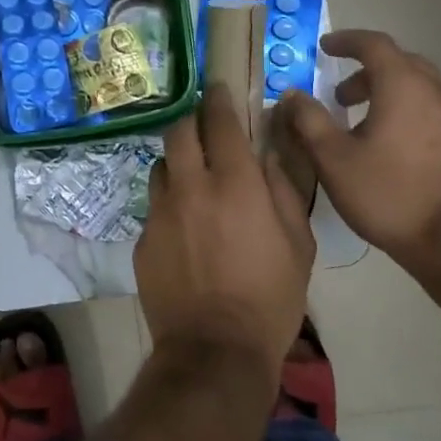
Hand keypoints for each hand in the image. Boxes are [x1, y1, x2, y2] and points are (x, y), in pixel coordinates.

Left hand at [135, 84, 316, 385]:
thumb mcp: (298, 244)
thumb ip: (283, 190)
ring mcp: (160, 213)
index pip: (220, 122)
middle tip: (205, 131)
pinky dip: (169, 205)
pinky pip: (154, 207)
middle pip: (178, 132)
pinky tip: (183, 229)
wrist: (215, 350)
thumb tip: (269, 155)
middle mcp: (190, 188)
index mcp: (234, 184)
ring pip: (161, 166)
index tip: (218, 90)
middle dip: (192, 122)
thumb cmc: (270, 298)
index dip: (218, 99)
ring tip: (193, 181)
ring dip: (177, 163)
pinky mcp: (142, 240)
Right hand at [277, 29, 440, 259]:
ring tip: (366, 123)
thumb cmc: (388, 194)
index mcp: (403, 85)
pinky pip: (436, 110)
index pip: (374, 44)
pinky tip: (397, 146)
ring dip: (390, 92)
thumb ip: (309, 120)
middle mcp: (437, 90)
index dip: (346, 41)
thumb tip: (292, 94)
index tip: (325, 47)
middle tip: (340, 95)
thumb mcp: (333, 159)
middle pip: (401, 63)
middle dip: (367, 71)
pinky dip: (411, 111)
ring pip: (421, 87)